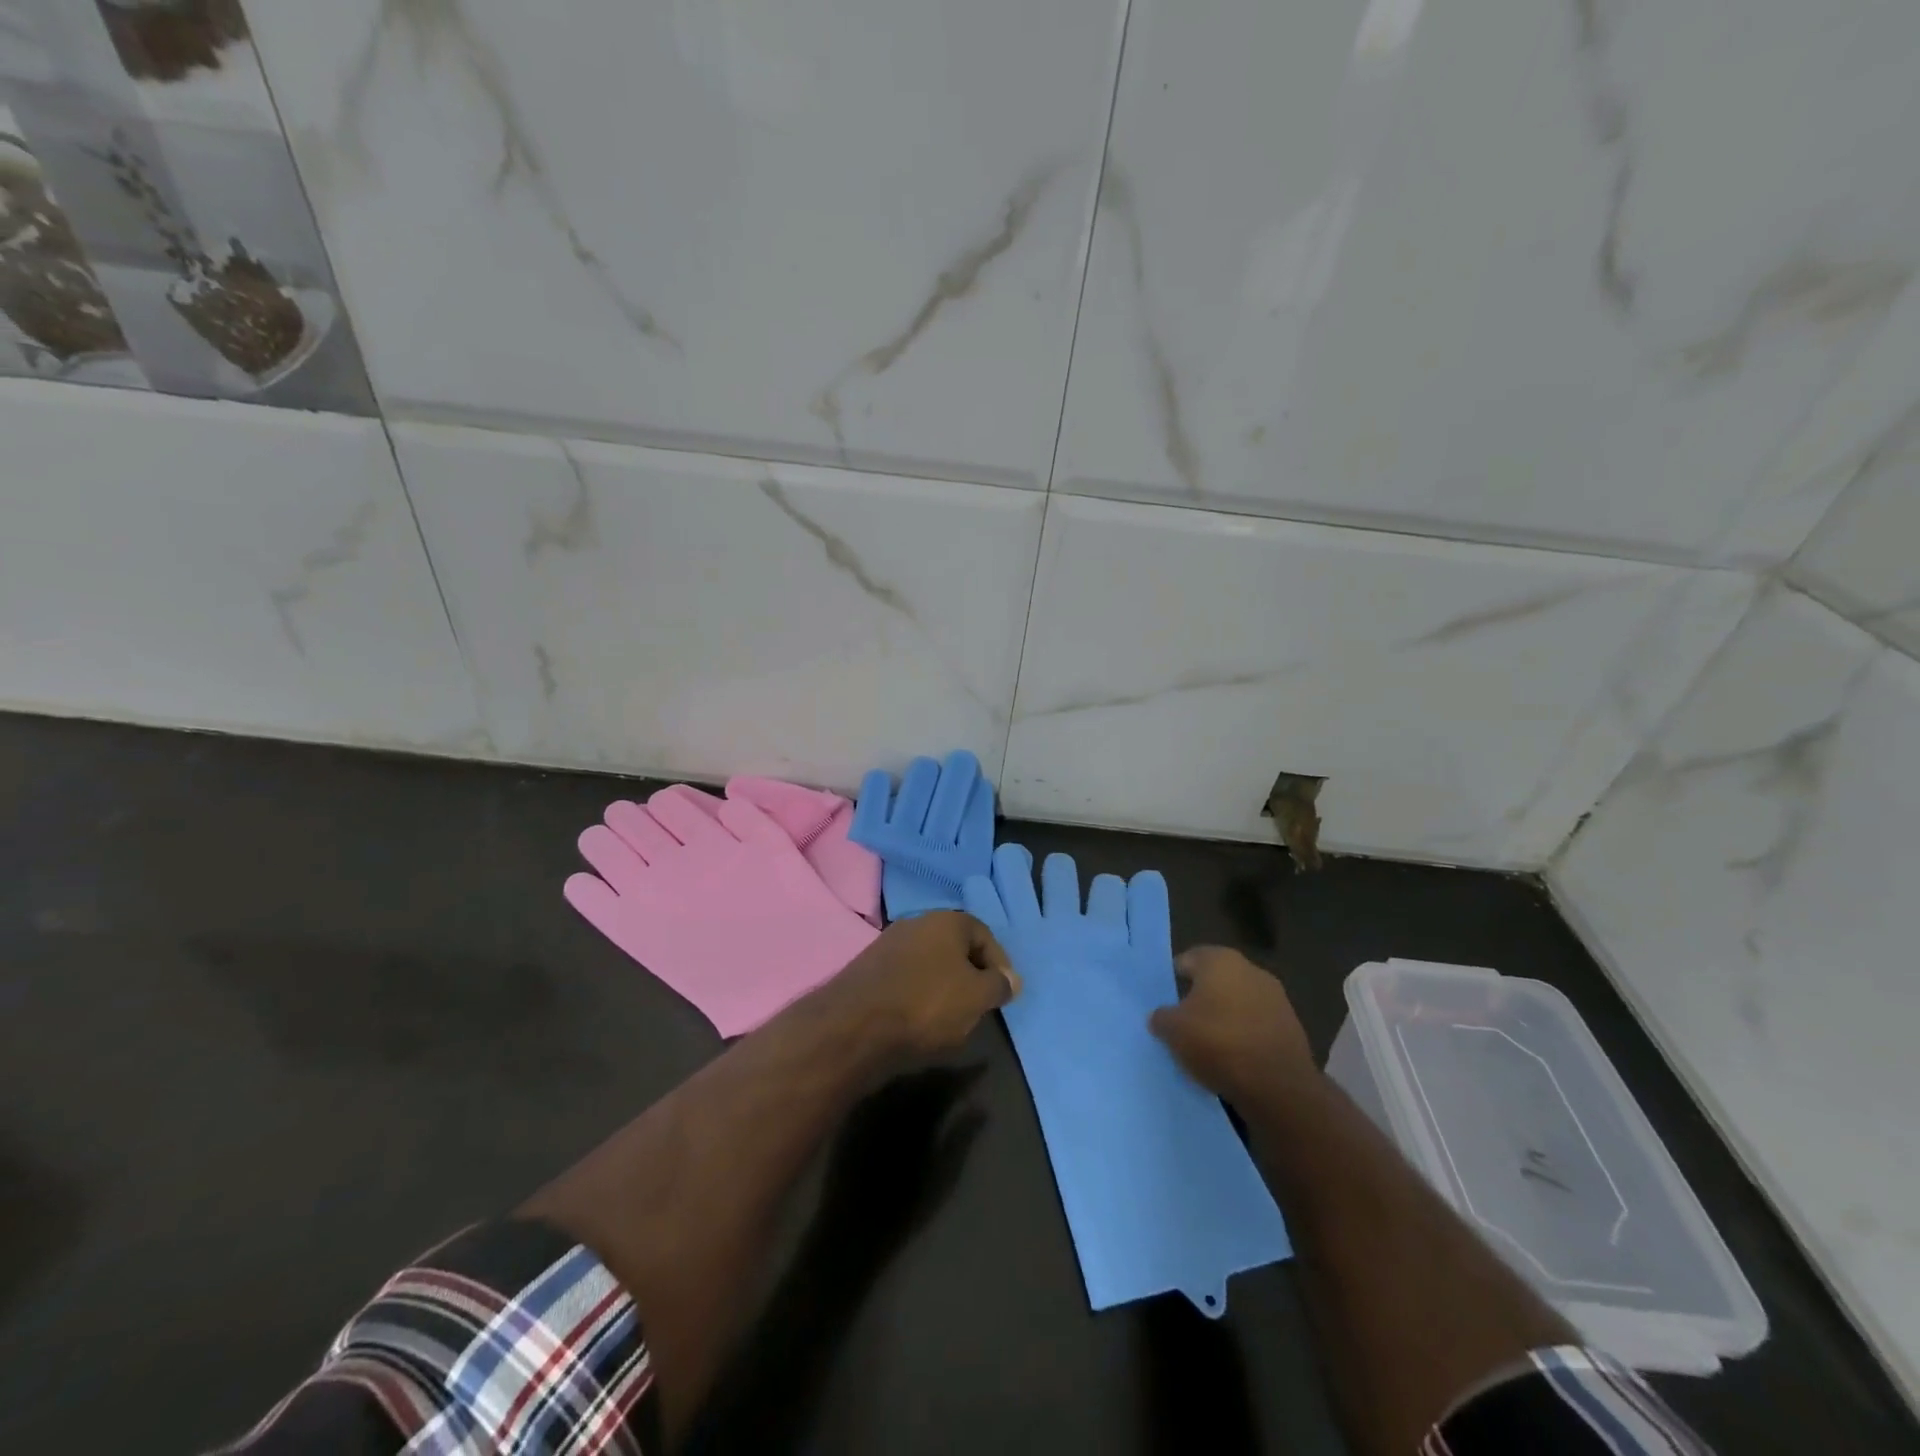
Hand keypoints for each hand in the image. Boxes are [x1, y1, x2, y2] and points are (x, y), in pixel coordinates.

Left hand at [818, 911, 1019, 1059]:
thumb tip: (1011, 979)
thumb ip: (998, 985)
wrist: (854, 1027)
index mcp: (945, 920)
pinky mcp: (868, 971)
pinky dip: (917, 996)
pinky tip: (918, 1022)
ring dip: (942, 987)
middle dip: (969, 975)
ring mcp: (887, 945)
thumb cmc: (926, 1004)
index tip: (1004, 993)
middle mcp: (915, 923)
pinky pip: (905, 980)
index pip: (983, 934)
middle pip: (954, 947)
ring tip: (950, 1019)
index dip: (999, 964)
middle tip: (979, 1006)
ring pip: (928, 964)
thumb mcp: (976, 997)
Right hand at [1149, 947, 1314, 1102]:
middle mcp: (1250, 969)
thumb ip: (1161, 1016)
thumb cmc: (1218, 1043)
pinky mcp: (1292, 1026)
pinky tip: (1234, 1059)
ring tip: (1207, 1047)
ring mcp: (1276, 997)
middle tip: (1182, 1025)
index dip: (1172, 982)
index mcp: (1219, 960)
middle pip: (1214, 981)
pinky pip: (1256, 1025)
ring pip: (1237, 1003)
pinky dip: (1244, 1036)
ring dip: (1224, 1018)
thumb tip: (1162, 1016)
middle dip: (1199, 1000)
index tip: (1164, 1004)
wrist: (1279, 1087)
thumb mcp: (1173, 1030)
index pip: (1186, 961)